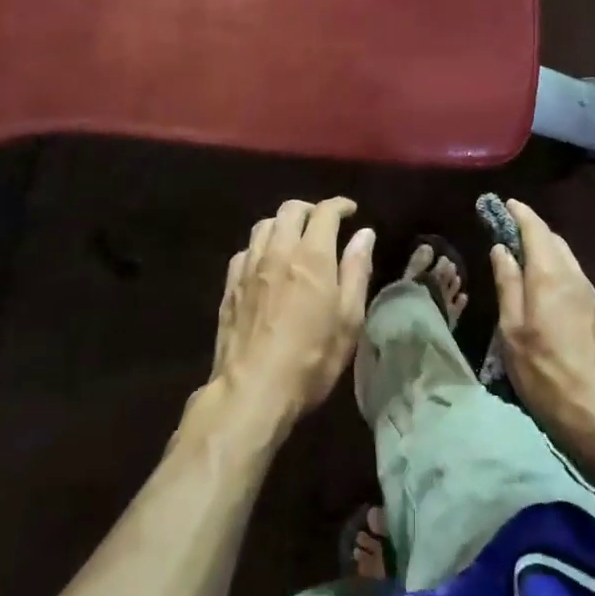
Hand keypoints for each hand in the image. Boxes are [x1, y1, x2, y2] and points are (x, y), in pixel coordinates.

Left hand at [209, 198, 375, 430]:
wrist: (252, 390)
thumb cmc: (311, 359)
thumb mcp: (348, 320)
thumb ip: (356, 271)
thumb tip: (364, 235)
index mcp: (312, 256)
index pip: (324, 212)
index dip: (339, 205)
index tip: (350, 211)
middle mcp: (278, 251)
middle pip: (290, 210)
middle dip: (310, 209)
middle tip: (323, 223)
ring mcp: (249, 267)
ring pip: (264, 225)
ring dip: (282, 224)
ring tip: (293, 238)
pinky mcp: (230, 285)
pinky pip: (245, 251)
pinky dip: (260, 247)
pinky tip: (266, 264)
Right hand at [490, 199, 594, 459]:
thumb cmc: (546, 374)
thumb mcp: (513, 331)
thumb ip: (508, 285)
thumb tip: (501, 249)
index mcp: (550, 276)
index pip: (535, 230)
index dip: (518, 214)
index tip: (501, 203)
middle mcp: (574, 277)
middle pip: (553, 240)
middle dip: (530, 228)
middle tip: (505, 227)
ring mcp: (591, 296)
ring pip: (566, 257)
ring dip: (544, 247)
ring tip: (520, 252)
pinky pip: (573, 275)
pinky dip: (555, 265)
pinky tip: (542, 282)